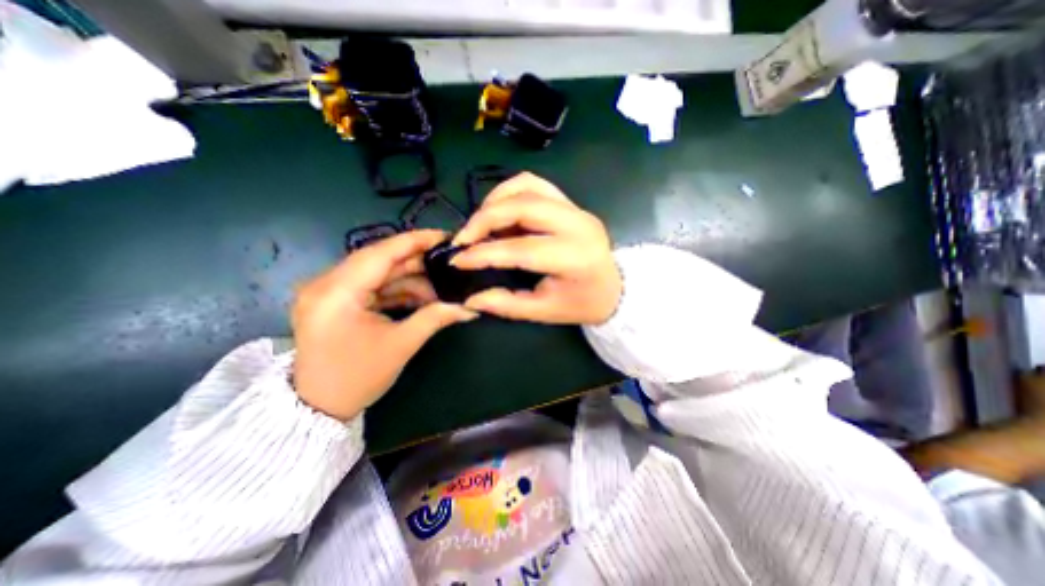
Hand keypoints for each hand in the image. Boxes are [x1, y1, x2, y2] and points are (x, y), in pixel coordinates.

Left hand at [288, 228, 477, 420]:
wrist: (318, 408)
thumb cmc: (357, 378)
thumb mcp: (401, 345)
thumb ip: (435, 318)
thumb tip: (470, 308)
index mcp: (336, 292)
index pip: (380, 253)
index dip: (414, 241)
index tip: (443, 236)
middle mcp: (325, 283)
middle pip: (379, 260)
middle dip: (417, 262)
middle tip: (448, 263)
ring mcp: (328, 291)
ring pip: (377, 273)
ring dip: (410, 279)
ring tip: (440, 287)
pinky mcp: (334, 300)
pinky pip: (371, 286)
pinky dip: (397, 290)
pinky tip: (422, 297)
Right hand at [448, 172, 617, 324]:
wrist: (613, 288)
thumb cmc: (581, 304)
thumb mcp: (544, 311)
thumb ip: (506, 304)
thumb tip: (470, 298)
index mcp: (574, 258)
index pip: (521, 248)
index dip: (485, 254)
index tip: (457, 260)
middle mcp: (578, 225)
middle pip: (523, 206)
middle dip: (485, 218)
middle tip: (464, 238)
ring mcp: (576, 209)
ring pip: (527, 187)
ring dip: (496, 201)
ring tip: (480, 224)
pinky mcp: (572, 203)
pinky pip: (535, 185)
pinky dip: (510, 192)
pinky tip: (499, 211)